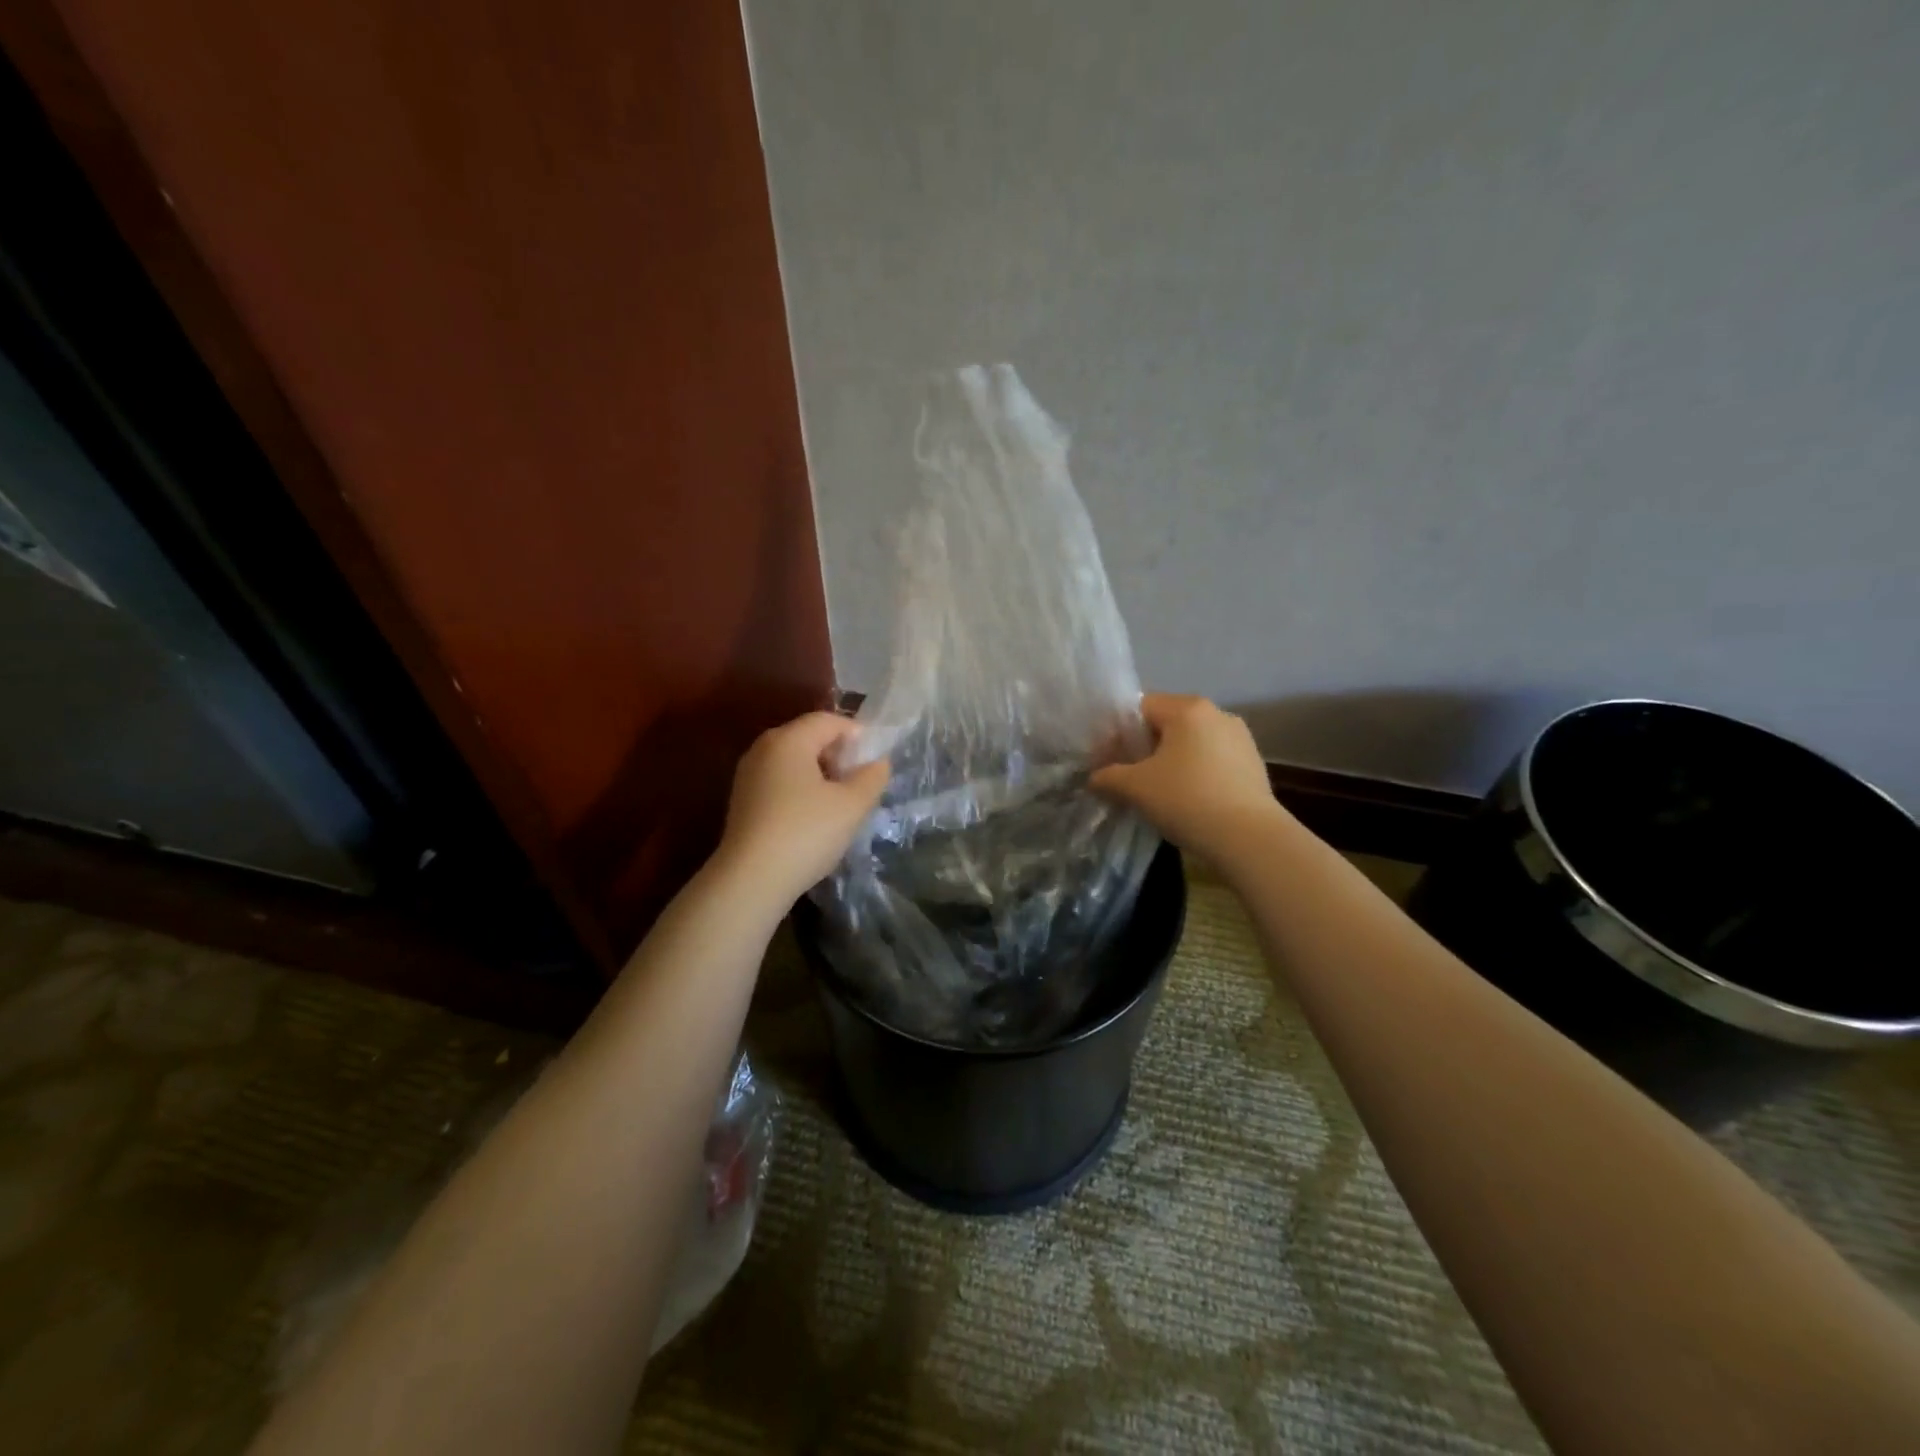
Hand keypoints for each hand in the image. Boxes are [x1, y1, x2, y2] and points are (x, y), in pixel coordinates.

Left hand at [715, 712, 889, 907]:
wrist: (751, 880)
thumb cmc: (806, 832)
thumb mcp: (852, 805)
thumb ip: (872, 777)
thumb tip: (878, 762)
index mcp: (789, 739)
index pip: (828, 721)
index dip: (857, 734)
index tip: (875, 759)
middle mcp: (763, 748)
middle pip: (808, 737)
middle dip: (838, 754)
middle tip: (861, 781)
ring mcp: (748, 775)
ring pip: (793, 761)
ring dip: (820, 774)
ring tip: (841, 802)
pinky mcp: (742, 801)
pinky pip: (779, 781)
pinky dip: (801, 789)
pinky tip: (814, 817)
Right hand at [1091, 694, 1291, 862]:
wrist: (1248, 838)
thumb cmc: (1186, 799)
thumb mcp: (1134, 788)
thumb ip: (1107, 776)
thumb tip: (1094, 778)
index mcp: (1187, 709)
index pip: (1140, 708)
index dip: (1119, 733)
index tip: (1109, 762)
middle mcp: (1217, 714)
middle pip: (1167, 724)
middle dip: (1144, 748)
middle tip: (1130, 778)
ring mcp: (1241, 738)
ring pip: (1191, 743)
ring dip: (1171, 761)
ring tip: (1159, 792)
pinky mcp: (1254, 764)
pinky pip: (1213, 760)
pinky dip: (1196, 774)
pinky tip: (1189, 801)